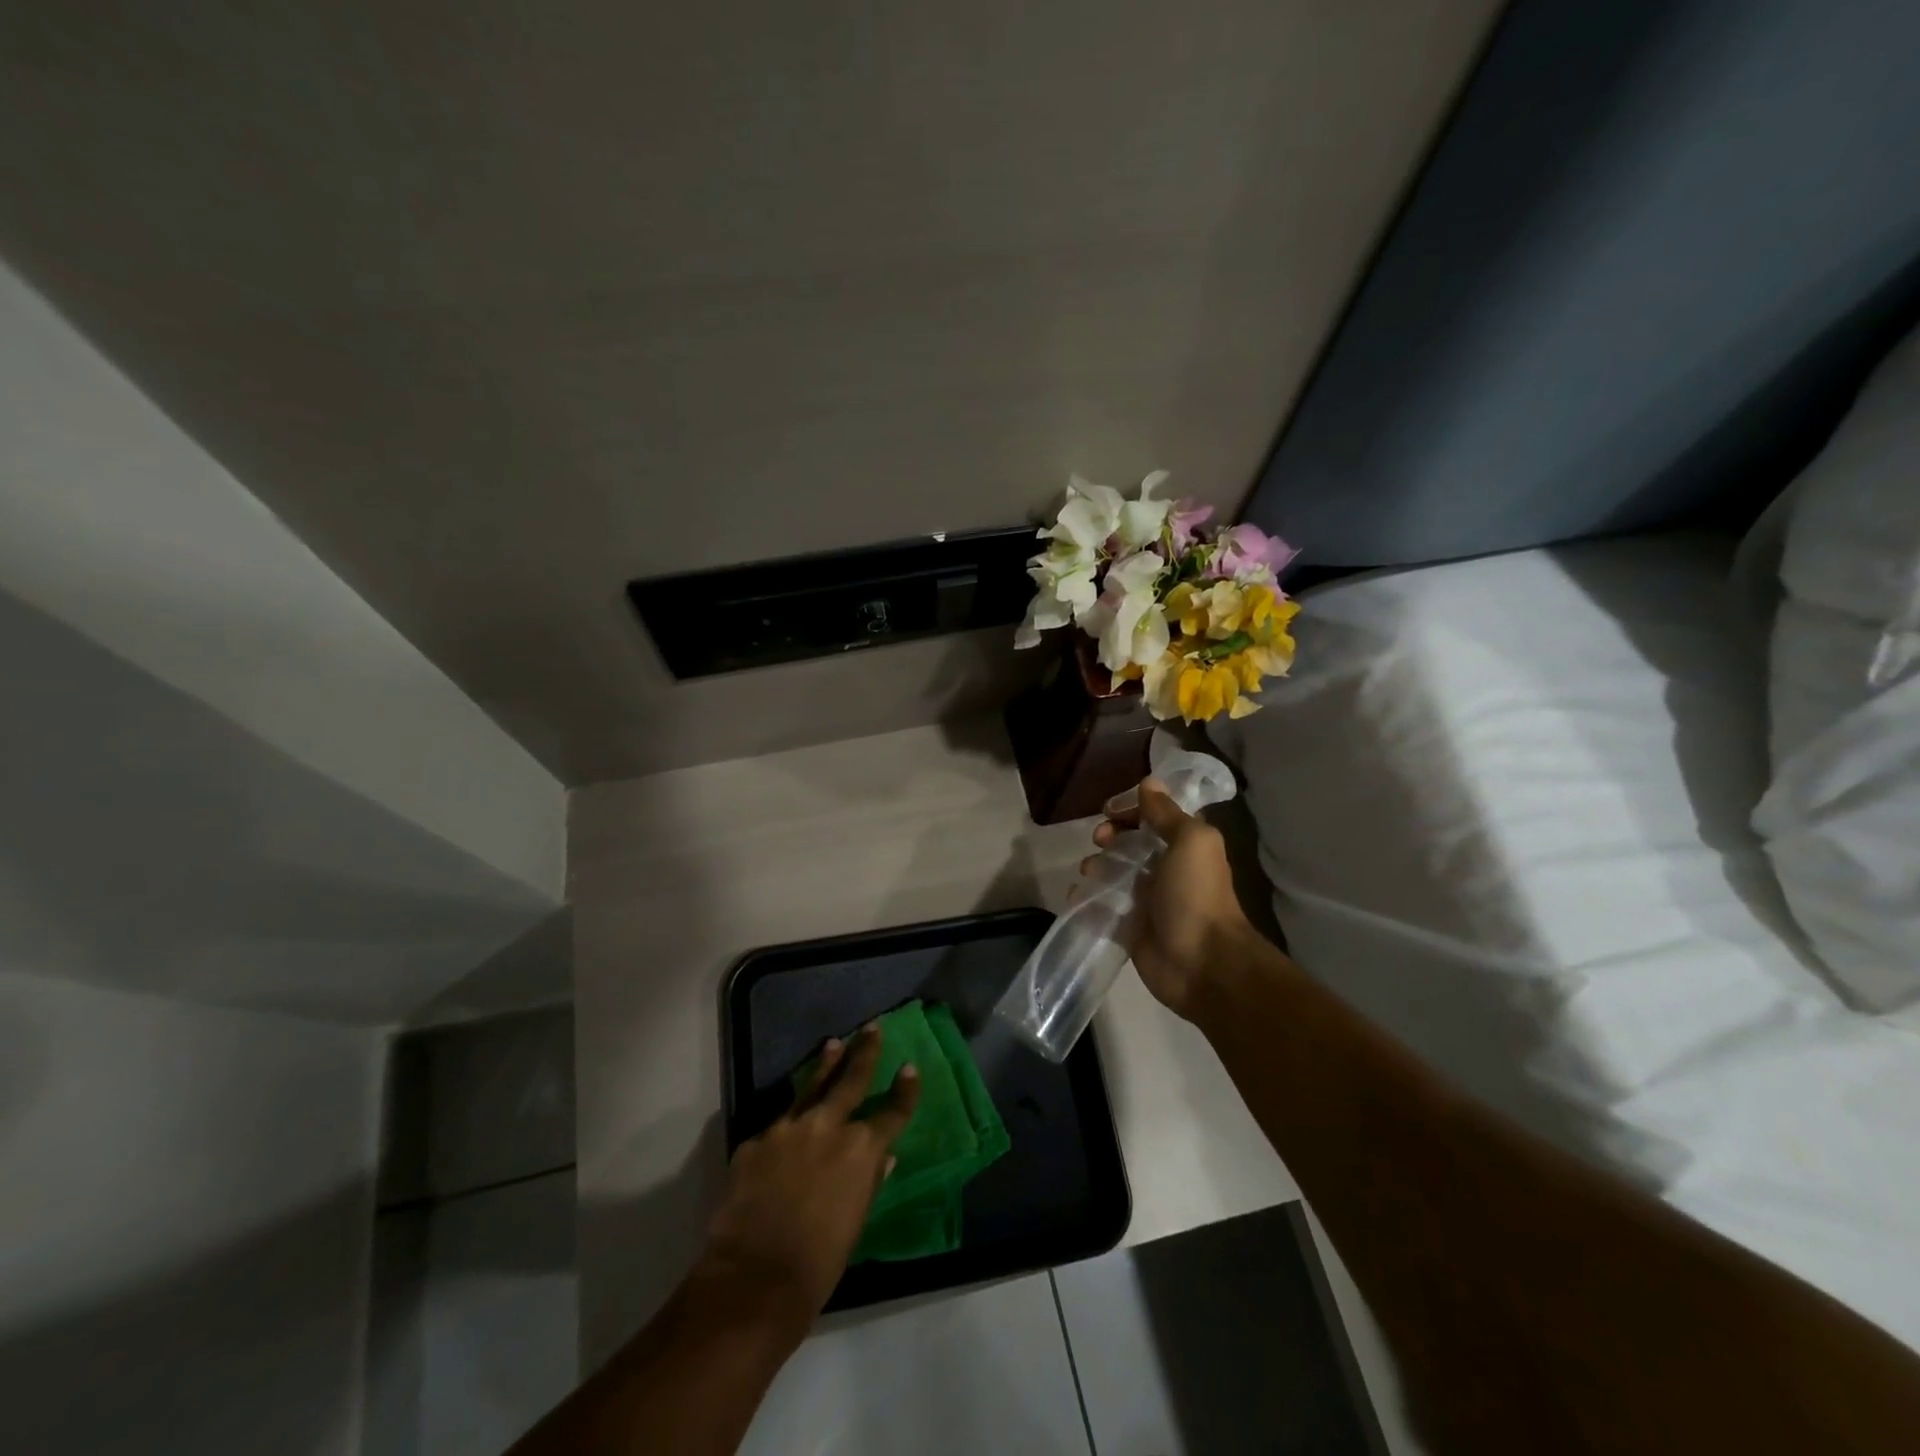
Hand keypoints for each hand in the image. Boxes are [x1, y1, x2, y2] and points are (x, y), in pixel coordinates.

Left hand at [698, 1026, 920, 1323]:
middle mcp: (828, 1126)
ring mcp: (788, 1128)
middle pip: (851, 1080)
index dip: (905, 1090)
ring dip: (825, 1066)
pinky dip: (787, 1126)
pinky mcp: (756, 1140)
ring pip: (811, 1087)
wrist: (755, 1277)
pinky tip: (786, 1131)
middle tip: (872, 1028)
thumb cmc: (818, 1262)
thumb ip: (868, 1182)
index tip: (910, 1069)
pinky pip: (777, 1126)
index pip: (893, 1111)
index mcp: (861, 1149)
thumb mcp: (855, 1222)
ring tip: (834, 1045)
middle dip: (865, 1053)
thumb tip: (883, 1158)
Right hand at [1091, 778, 1255, 1018]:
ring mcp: (1147, 900)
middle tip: (1100, 840)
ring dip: (1096, 867)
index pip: (1154, 816)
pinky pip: (1102, 907)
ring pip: (1113, 874)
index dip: (1131, 808)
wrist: (1203, 963)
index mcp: (1185, 845)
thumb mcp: (1190, 841)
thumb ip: (1166, 813)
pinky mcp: (1130, 927)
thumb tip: (1149, 782)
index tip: (1109, 810)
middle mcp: (1166, 869)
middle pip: (1130, 843)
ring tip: (1090, 872)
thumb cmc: (1196, 894)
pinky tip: (1078, 897)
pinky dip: (1087, 900)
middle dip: (1110, 837)